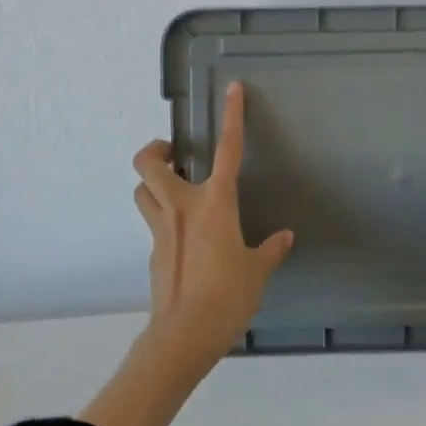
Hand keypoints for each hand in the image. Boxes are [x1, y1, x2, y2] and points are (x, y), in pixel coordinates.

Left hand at [131, 81, 293, 364]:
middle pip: (148, 162)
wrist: (184, 336)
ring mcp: (161, 230)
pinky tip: (185, 239)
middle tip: (175, 154)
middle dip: (155, 149)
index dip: (232, 116)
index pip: (227, 149)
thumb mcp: (257, 271)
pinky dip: (164, 219)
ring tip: (175, 189)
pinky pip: (153, 223)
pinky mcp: (153, 253)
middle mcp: (181, 207)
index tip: (233, 90)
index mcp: (214, 203)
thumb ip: (270, 250)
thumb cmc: (227, 296)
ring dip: (153, 183)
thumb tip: (284, 238)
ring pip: (141, 191)